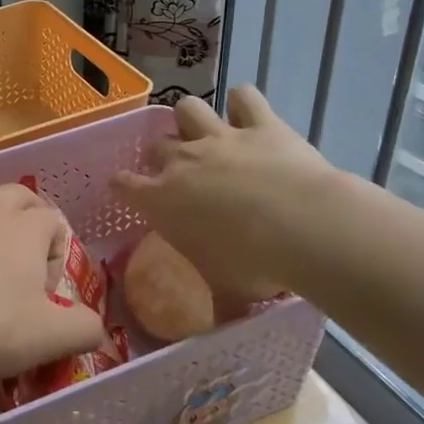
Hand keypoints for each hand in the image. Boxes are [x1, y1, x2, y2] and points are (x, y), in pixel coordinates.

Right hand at [112, 86, 333, 301]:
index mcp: (162, 200)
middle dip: (162, 156)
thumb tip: (219, 327)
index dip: (122, 185)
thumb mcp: (227, 290)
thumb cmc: (253, 263)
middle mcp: (183, 161)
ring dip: (192, 119)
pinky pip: (244, 97)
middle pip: (156, 145)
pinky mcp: (260, 123)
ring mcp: (220, 137)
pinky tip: (250, 116)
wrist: (301, 226)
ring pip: (187, 108)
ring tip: (206, 133)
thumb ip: (216, 303)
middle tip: (180, 173)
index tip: (127, 189)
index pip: (123, 184)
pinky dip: (245, 104)